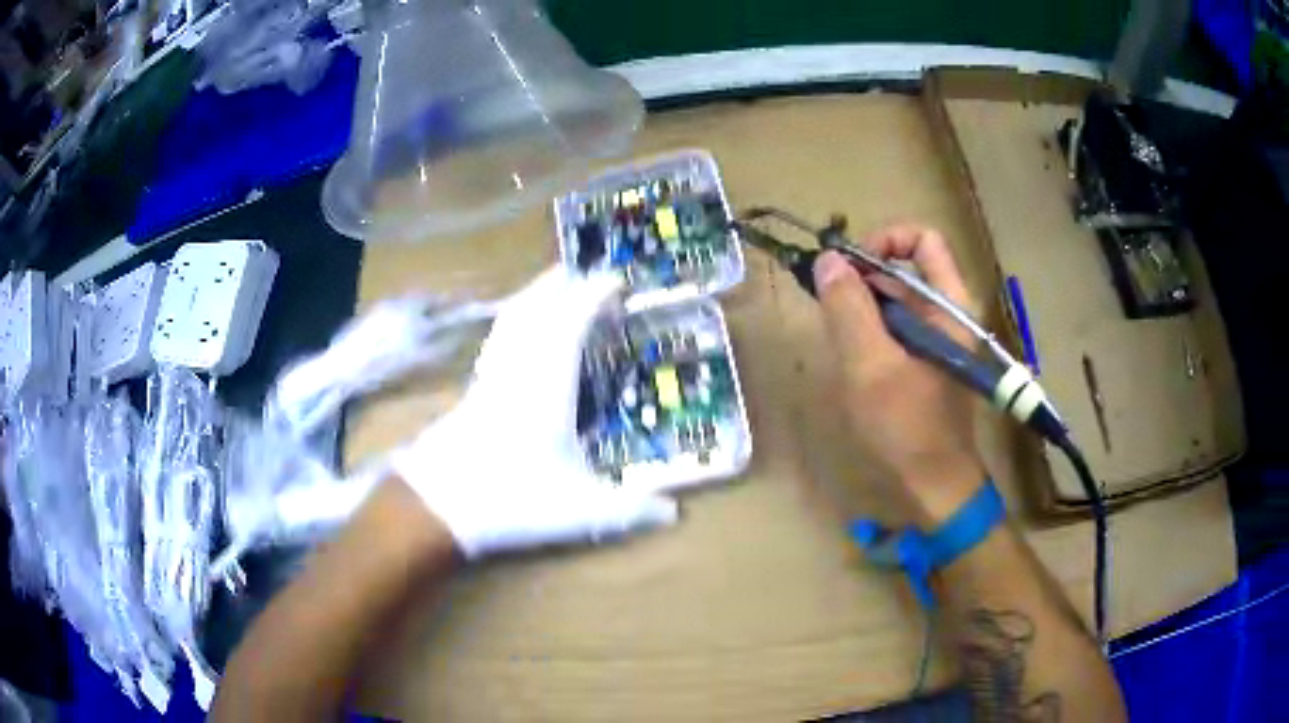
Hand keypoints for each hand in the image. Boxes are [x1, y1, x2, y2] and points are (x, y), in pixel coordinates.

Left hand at [393, 267, 678, 558]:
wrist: (438, 505)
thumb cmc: (510, 499)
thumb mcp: (578, 511)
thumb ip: (628, 511)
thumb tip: (674, 514)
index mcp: (548, 384)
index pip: (573, 320)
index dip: (596, 294)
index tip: (618, 280)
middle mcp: (518, 368)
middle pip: (538, 306)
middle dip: (565, 283)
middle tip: (591, 273)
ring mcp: (492, 375)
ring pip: (513, 317)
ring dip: (537, 294)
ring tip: (557, 286)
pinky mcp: (474, 389)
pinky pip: (498, 337)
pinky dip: (515, 319)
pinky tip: (519, 332)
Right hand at [814, 224, 985, 526]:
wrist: (934, 484)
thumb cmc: (908, 426)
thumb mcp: (871, 365)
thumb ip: (849, 309)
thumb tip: (828, 260)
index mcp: (949, 305)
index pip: (923, 239)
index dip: (885, 240)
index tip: (850, 267)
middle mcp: (947, 313)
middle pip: (904, 268)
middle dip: (863, 276)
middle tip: (828, 302)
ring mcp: (936, 338)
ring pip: (896, 299)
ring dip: (862, 306)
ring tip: (837, 336)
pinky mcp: (924, 360)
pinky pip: (894, 328)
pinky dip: (869, 330)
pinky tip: (851, 357)